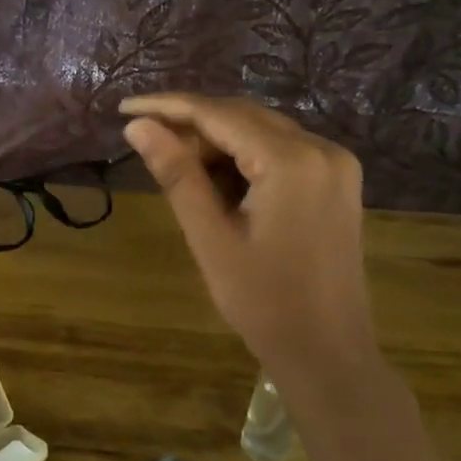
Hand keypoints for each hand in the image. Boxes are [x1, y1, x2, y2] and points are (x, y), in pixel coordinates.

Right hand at [120, 93, 378, 390]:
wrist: (328, 353)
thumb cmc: (263, 302)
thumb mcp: (210, 237)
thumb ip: (176, 174)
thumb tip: (138, 126)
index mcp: (291, 161)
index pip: (218, 114)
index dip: (167, 106)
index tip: (124, 107)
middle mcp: (321, 149)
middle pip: (242, 116)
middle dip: (191, 124)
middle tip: (146, 143)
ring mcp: (336, 164)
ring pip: (261, 131)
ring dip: (217, 142)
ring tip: (178, 168)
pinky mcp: (336, 180)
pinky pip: (281, 150)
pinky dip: (244, 157)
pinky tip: (217, 182)